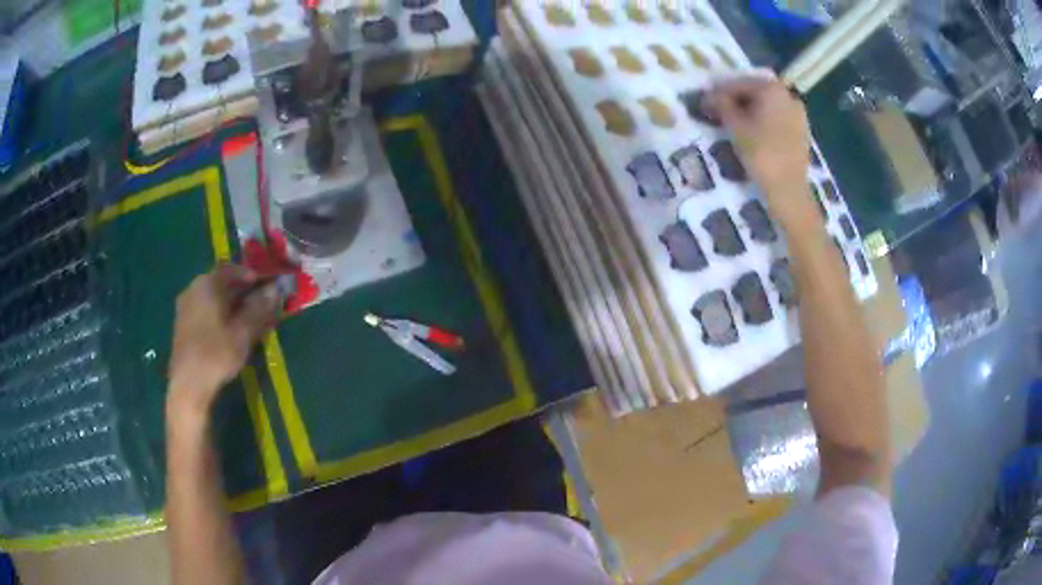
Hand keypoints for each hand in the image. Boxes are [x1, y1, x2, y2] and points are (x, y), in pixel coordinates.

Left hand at [168, 264, 280, 412]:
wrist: (189, 385)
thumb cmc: (216, 353)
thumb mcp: (243, 331)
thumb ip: (259, 307)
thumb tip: (274, 289)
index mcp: (207, 284)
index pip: (230, 268)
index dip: (250, 274)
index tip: (265, 284)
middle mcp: (193, 289)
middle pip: (221, 283)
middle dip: (242, 291)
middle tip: (261, 303)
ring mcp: (185, 307)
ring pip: (213, 298)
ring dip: (231, 304)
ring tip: (248, 319)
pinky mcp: (183, 325)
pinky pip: (205, 310)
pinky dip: (220, 314)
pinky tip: (230, 330)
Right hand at [706, 78, 819, 230]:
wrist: (789, 190)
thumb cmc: (761, 154)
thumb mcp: (735, 127)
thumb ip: (721, 105)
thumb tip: (710, 96)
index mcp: (772, 89)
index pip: (738, 84)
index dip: (719, 93)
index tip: (704, 104)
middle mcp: (788, 95)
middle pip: (755, 92)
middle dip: (736, 101)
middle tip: (717, 113)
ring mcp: (798, 114)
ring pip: (767, 106)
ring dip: (750, 111)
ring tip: (733, 124)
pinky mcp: (802, 131)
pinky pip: (777, 119)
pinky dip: (764, 121)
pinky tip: (752, 133)